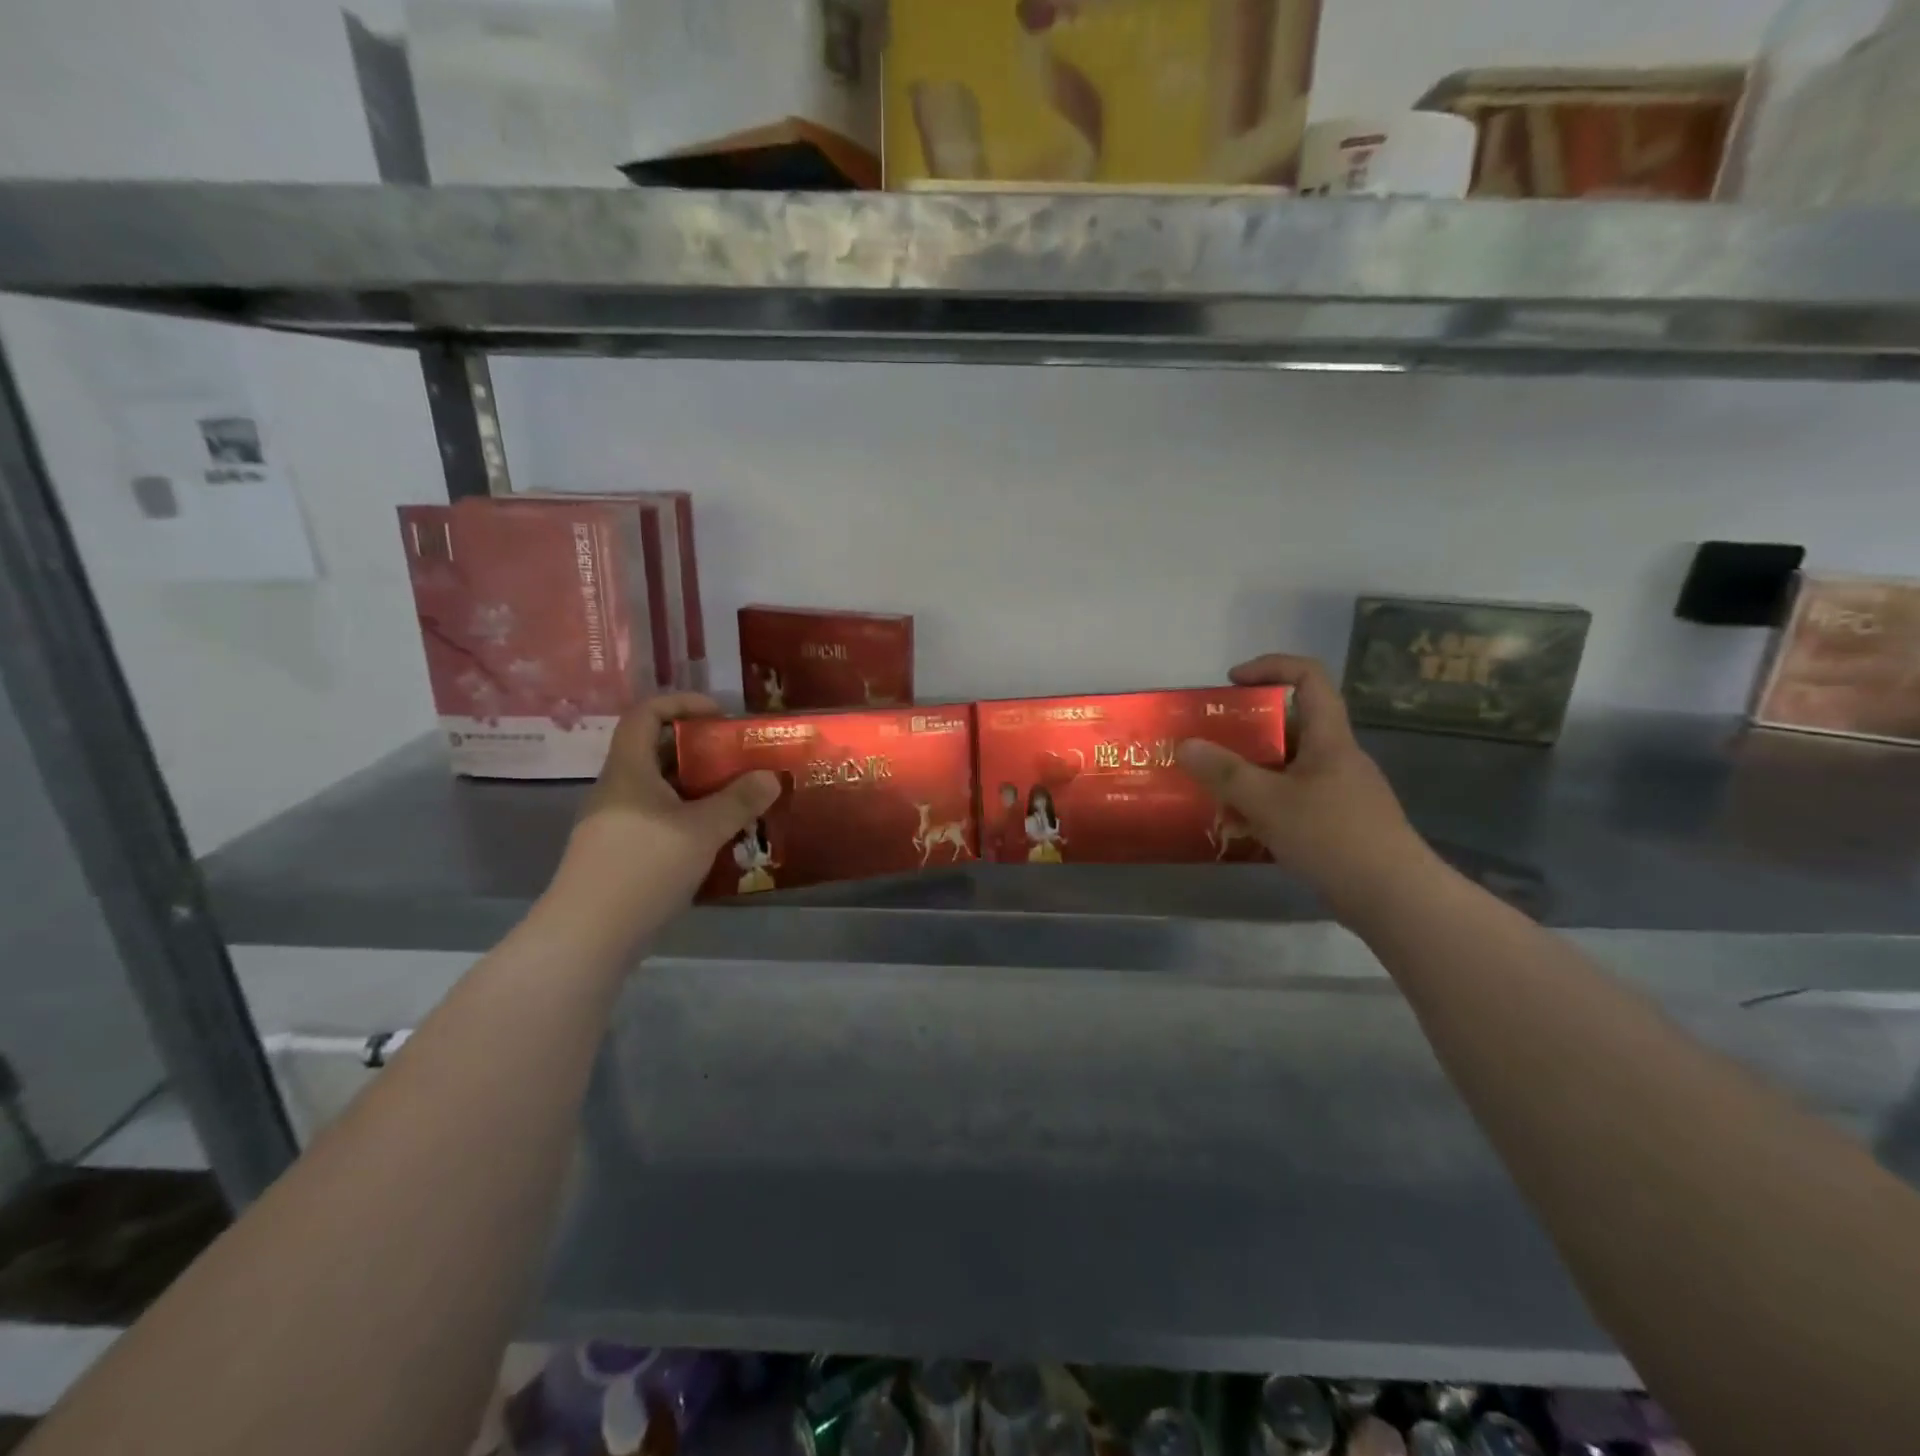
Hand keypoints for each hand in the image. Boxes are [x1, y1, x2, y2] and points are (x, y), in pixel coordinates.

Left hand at [554, 694, 779, 914]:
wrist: (587, 936)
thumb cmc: (643, 868)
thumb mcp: (702, 830)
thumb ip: (739, 801)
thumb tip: (771, 776)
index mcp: (629, 771)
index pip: (645, 714)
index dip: (682, 703)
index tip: (720, 715)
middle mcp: (617, 790)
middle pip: (657, 753)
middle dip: (700, 752)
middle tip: (739, 762)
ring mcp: (614, 825)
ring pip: (660, 792)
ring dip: (698, 790)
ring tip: (737, 802)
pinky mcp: (619, 855)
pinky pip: (657, 821)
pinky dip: (687, 820)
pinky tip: (715, 841)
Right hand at [1176, 655, 1428, 912]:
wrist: (1394, 898)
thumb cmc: (1332, 837)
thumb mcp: (1268, 801)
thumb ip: (1225, 772)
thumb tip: (1185, 744)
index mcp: (1329, 738)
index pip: (1309, 678)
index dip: (1270, 667)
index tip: (1231, 682)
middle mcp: (1337, 757)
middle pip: (1290, 726)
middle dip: (1246, 733)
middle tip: (1209, 747)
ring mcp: (1340, 791)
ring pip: (1287, 768)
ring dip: (1251, 775)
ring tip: (1215, 792)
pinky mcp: (1339, 822)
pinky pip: (1294, 799)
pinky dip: (1265, 805)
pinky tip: (1243, 829)